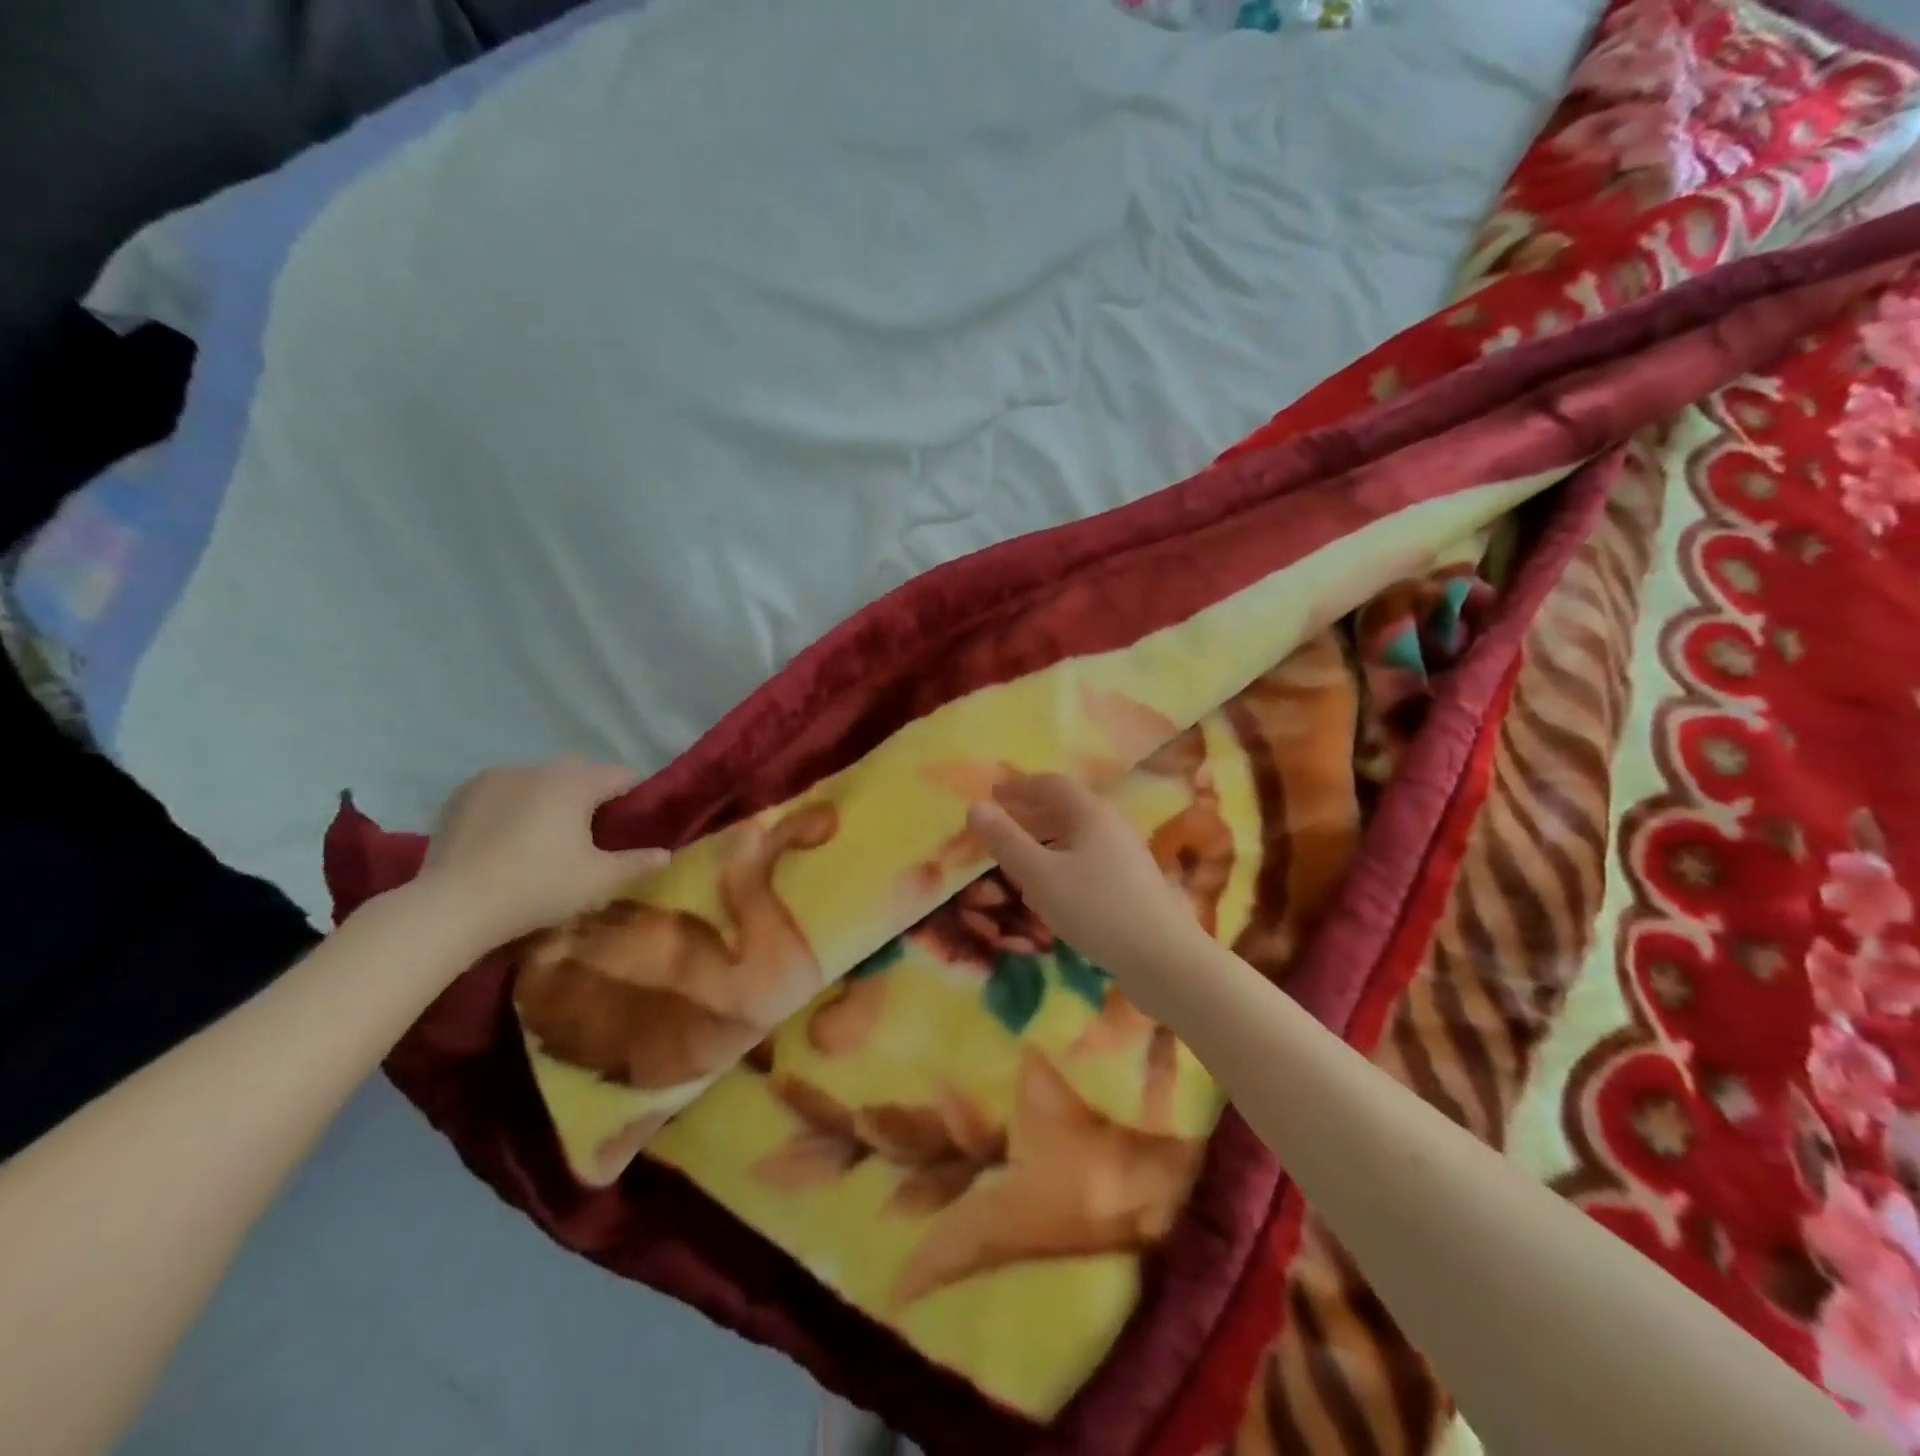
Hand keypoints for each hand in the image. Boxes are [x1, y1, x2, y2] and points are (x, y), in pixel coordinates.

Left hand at [416, 757, 669, 944]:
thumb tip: (667, 855)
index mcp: (576, 783)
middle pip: (579, 771)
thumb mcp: (598, 880)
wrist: (452, 906)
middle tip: (589, 832)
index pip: (621, 775)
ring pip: (538, 778)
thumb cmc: (538, 887)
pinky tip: (505, 836)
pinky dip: (513, 803)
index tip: (630, 823)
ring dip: (549, 796)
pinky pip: (502, 789)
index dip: (632, 795)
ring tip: (543, 835)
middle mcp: (538, 769)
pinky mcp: (462, 794)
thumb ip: (637, 863)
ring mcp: (495, 777)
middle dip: (590, 792)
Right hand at [966, 773, 1206, 1019]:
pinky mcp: (1132, 885)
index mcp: (1091, 813)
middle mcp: (1112, 826)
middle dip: (1030, 814)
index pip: (1051, 784)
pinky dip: (1061, 863)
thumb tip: (975, 806)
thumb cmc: (1095, 908)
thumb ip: (1006, 841)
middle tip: (1000, 827)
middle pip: (1066, 809)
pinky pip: (1088, 860)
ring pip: (1077, 837)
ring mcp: (1126, 856)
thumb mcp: (1040, 875)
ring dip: (1045, 841)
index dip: (1019, 787)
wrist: (1163, 958)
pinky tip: (1050, 891)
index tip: (993, 795)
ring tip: (1018, 859)